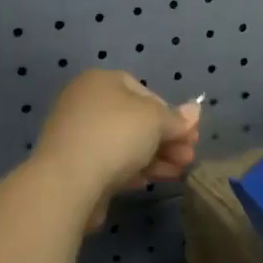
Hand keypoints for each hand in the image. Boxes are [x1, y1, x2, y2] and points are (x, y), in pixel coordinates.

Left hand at [32, 71, 200, 216]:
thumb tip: (195, 111)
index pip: (145, 92)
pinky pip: (109, 162)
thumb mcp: (155, 120)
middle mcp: (85, 102)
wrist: (67, 182)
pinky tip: (149, 181)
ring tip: (177, 173)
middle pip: (135, 120)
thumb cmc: (115, 136)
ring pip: (124, 143)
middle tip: (187, 157)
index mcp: (101, 81)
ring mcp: (76, 134)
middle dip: (166, 139)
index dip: (171, 114)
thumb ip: (176, 118)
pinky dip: (132, 169)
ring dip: (154, 156)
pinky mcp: (73, 165)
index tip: (188, 135)